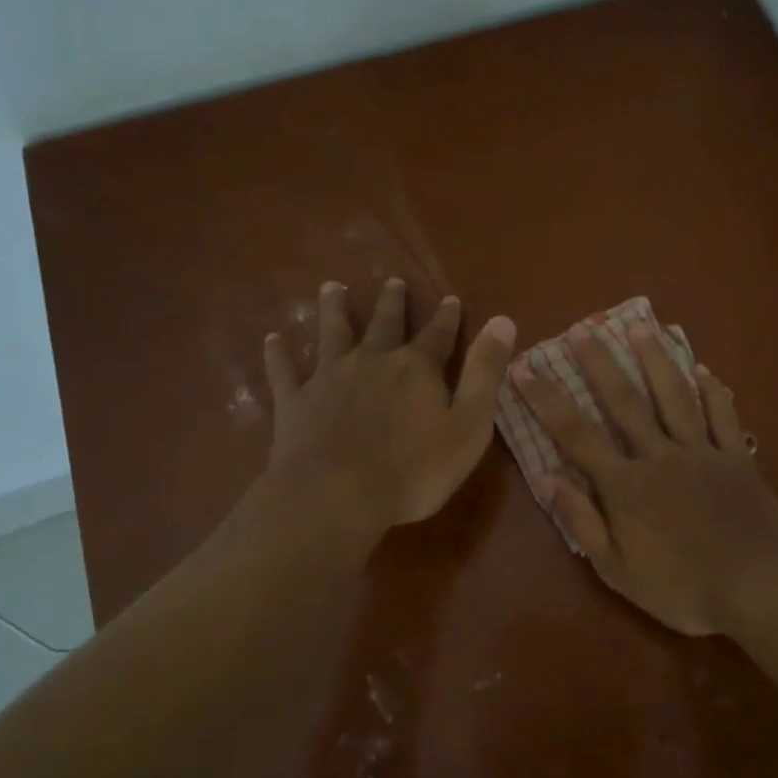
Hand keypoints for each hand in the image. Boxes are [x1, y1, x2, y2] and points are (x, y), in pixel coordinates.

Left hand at [263, 279, 516, 534]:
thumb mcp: (468, 425)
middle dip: (392, 303)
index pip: (438, 335)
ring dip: (333, 309)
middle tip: (393, 281)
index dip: (446, 317)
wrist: (337, 495)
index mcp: (416, 369)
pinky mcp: (295, 400)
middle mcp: (373, 361)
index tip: (449, 298)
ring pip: (331, 333)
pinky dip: (279, 354)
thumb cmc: (414, 469)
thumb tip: (503, 321)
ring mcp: (329, 377)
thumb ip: (485, 372)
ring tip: (331, 287)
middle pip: (384, 324)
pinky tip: (273, 339)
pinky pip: (284, 371)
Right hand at [513, 320, 777, 636]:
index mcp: (626, 485)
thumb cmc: (684, 589)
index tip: (524, 367)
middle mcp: (660, 455)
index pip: (576, 434)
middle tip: (583, 328)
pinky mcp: (738, 457)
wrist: (762, 588)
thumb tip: (549, 479)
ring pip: (675, 395)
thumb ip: (584, 523)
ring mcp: (703, 451)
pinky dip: (713, 390)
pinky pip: (723, 415)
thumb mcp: (619, 571)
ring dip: (655, 359)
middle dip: (600, 363)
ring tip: (640, 326)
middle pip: (625, 401)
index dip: (547, 399)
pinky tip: (703, 368)